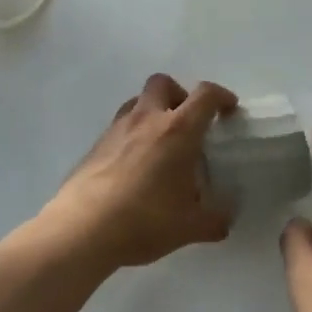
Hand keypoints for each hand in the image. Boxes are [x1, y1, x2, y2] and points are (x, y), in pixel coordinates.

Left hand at [43, 74, 238, 269]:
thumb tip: (225, 220)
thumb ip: (215, 220)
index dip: (221, 96)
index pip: (205, 95)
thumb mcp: (190, 227)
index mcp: (178, 130)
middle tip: (188, 121)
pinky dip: (133, 134)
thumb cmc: (145, 220)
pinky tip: (135, 164)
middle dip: (180, 94)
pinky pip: (120, 126)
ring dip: (153, 111)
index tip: (228, 109)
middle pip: (163, 83)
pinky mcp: (96, 145)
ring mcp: (117, 129)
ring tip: (161, 142)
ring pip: (138, 101)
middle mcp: (147, 119)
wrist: (83, 228)